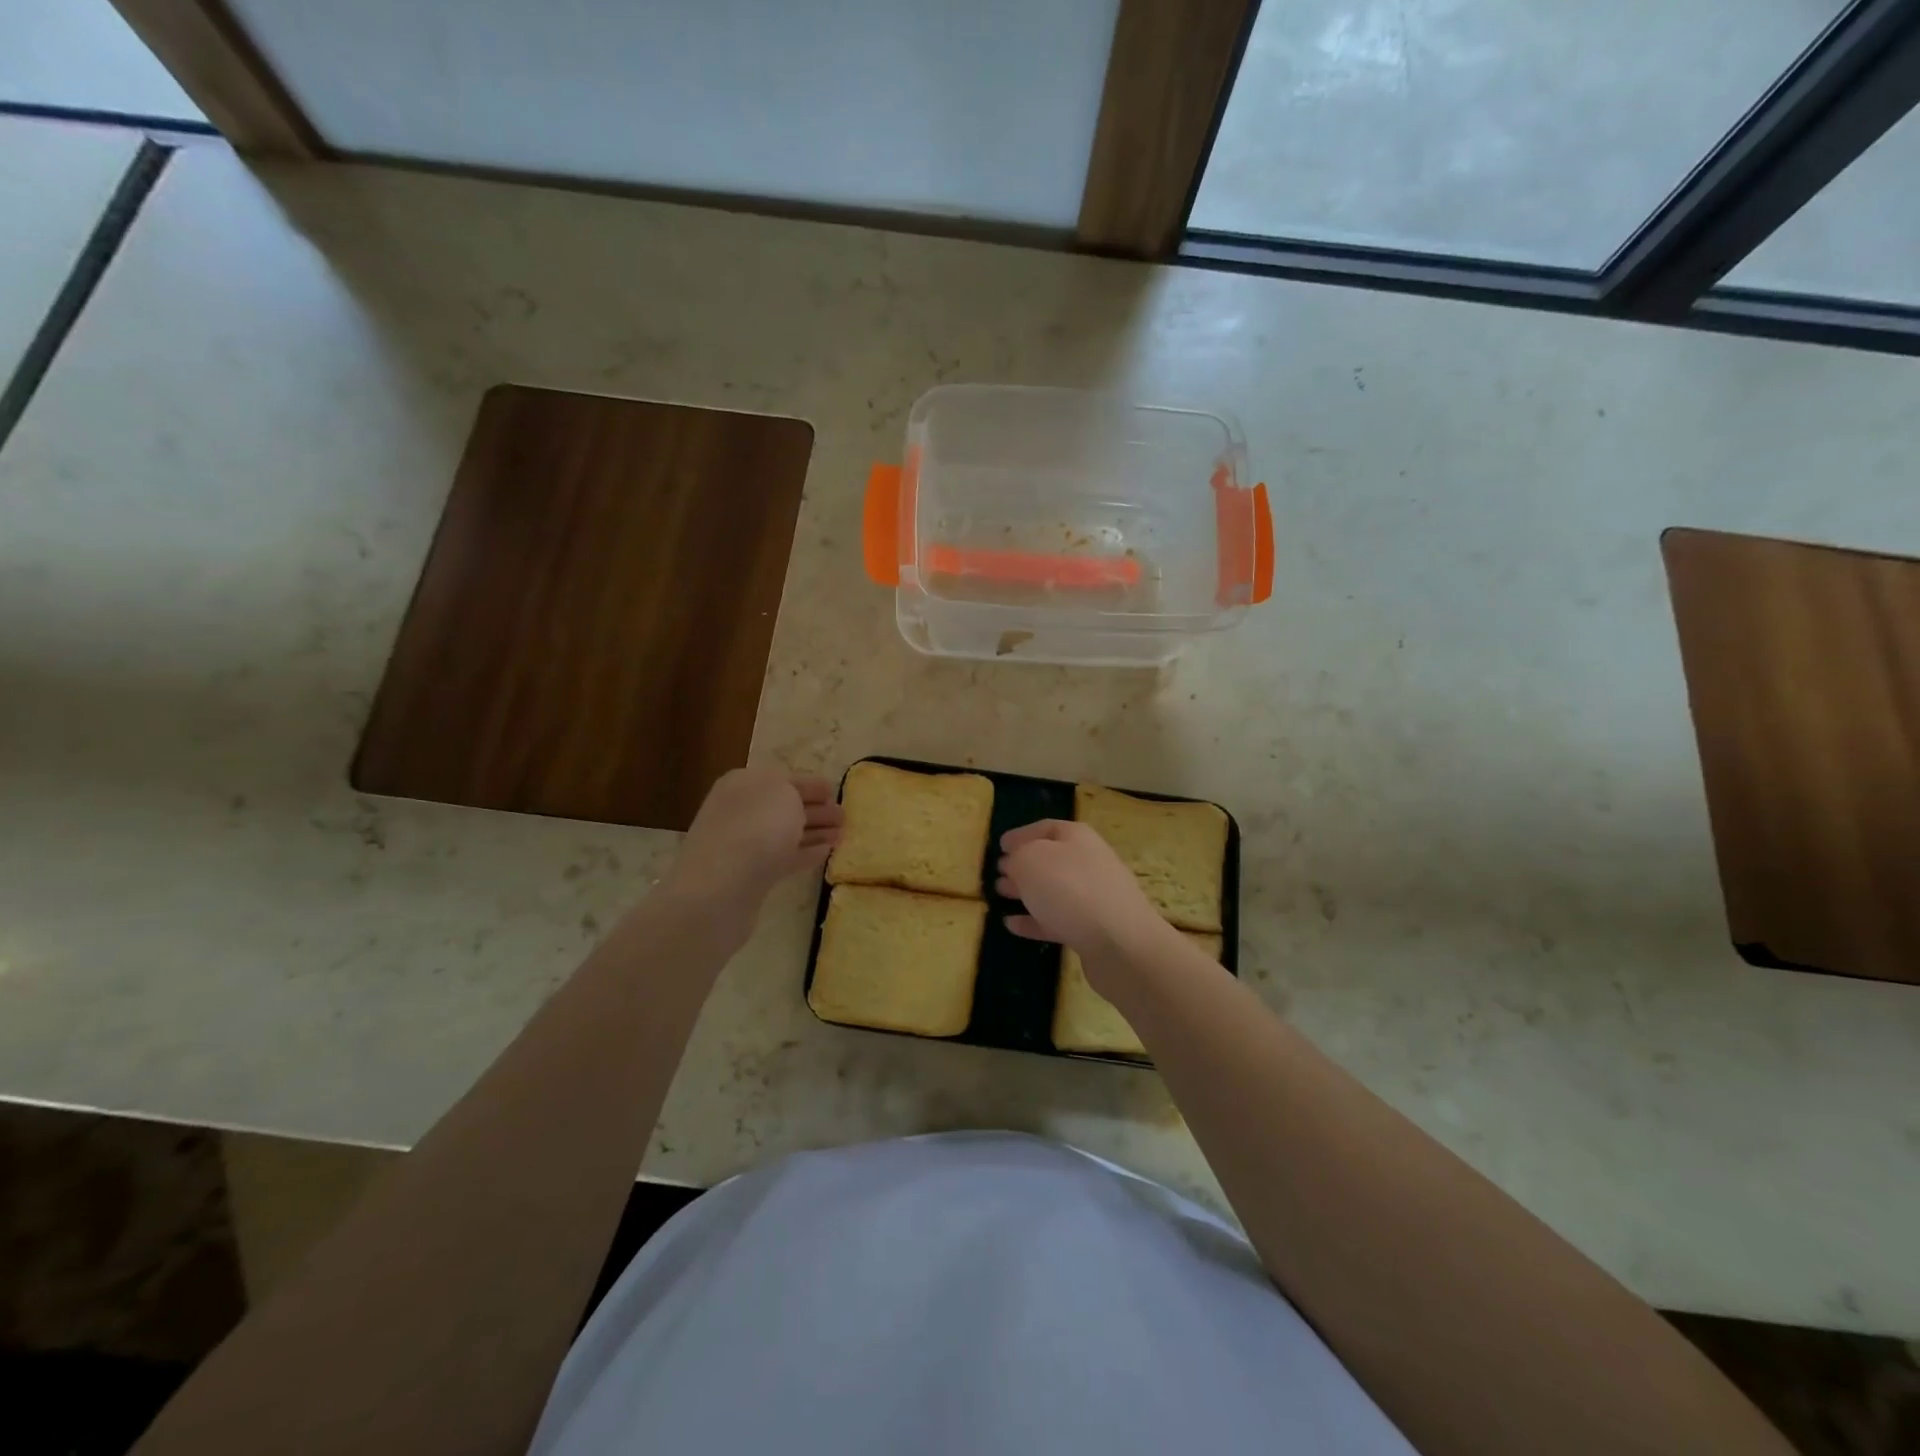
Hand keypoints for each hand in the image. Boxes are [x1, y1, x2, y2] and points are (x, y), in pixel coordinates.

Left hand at [665, 768, 842, 917]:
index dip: (812, 784)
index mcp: (745, 783)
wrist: (720, 889)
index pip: (785, 779)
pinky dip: (805, 854)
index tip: (835, 792)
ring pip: (786, 833)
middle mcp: (740, 810)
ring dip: (815, 833)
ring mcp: (743, 844)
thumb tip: (797, 804)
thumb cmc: (756, 829)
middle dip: (815, 810)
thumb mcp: (784, 793)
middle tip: (844, 816)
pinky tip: (826, 854)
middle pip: (785, 807)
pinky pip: (783, 858)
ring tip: (842, 835)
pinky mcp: (750, 875)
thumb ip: (796, 791)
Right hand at [995, 820, 1163, 962]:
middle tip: (998, 873)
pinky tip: (1011, 925)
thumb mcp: (1031, 861)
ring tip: (1000, 894)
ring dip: (1026, 892)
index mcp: (1077, 837)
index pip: (1045, 828)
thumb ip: (1017, 858)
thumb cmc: (1070, 889)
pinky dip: (1034, 921)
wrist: (1119, 942)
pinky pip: (1056, 920)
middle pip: (1051, 859)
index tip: (1000, 846)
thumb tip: (1014, 862)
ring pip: (1053, 890)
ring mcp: (1093, 897)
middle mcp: (1088, 862)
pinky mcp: (1091, 930)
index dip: (1021, 835)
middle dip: (1022, 865)